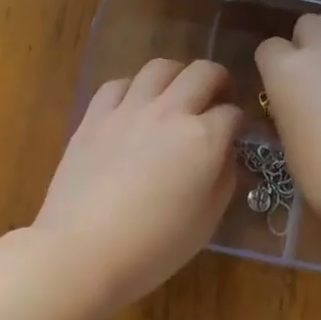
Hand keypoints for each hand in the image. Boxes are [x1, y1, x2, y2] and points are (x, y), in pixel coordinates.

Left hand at [33, 59, 242, 309]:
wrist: (81, 252)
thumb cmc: (153, 247)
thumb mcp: (207, 221)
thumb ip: (224, 179)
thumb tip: (225, 153)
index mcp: (204, 139)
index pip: (233, 113)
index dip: (239, 123)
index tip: (236, 135)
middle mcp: (169, 113)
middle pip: (203, 72)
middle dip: (218, 82)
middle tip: (216, 100)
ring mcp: (127, 110)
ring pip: (159, 67)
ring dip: (176, 76)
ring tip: (176, 96)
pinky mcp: (93, 117)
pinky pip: (118, 84)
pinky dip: (133, 88)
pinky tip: (134, 107)